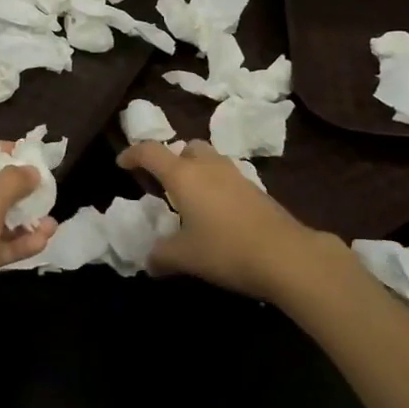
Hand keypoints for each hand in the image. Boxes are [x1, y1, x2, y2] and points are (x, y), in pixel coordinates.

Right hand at [118, 140, 339, 303]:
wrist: (286, 255)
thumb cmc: (226, 250)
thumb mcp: (185, 257)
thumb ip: (161, 255)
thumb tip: (149, 260)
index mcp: (183, 175)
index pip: (151, 152)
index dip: (133, 153)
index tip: (122, 163)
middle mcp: (208, 167)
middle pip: (186, 147)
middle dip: (172, 159)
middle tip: (164, 183)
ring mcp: (235, 175)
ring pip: (209, 159)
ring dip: (196, 171)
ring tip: (191, 200)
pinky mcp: (255, 189)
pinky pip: (227, 177)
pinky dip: (216, 186)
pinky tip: (217, 214)